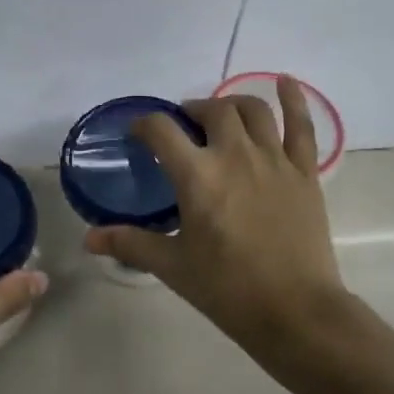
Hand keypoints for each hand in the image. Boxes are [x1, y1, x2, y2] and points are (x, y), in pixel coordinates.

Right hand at [85, 76, 350, 367]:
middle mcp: (235, 155)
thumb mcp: (173, 267)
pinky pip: (301, 125)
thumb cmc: (228, 290)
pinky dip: (293, 99)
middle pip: (211, 111)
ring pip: (253, 110)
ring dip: (232, 104)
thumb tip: (89, 239)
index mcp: (198, 176)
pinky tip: (284, 81)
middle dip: (191, 112)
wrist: (295, 311)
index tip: (138, 133)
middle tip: (183, 128)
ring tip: (222, 114)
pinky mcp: (304, 172)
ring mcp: (274, 160)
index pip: (161, 130)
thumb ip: (131, 244)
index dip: (144, 124)